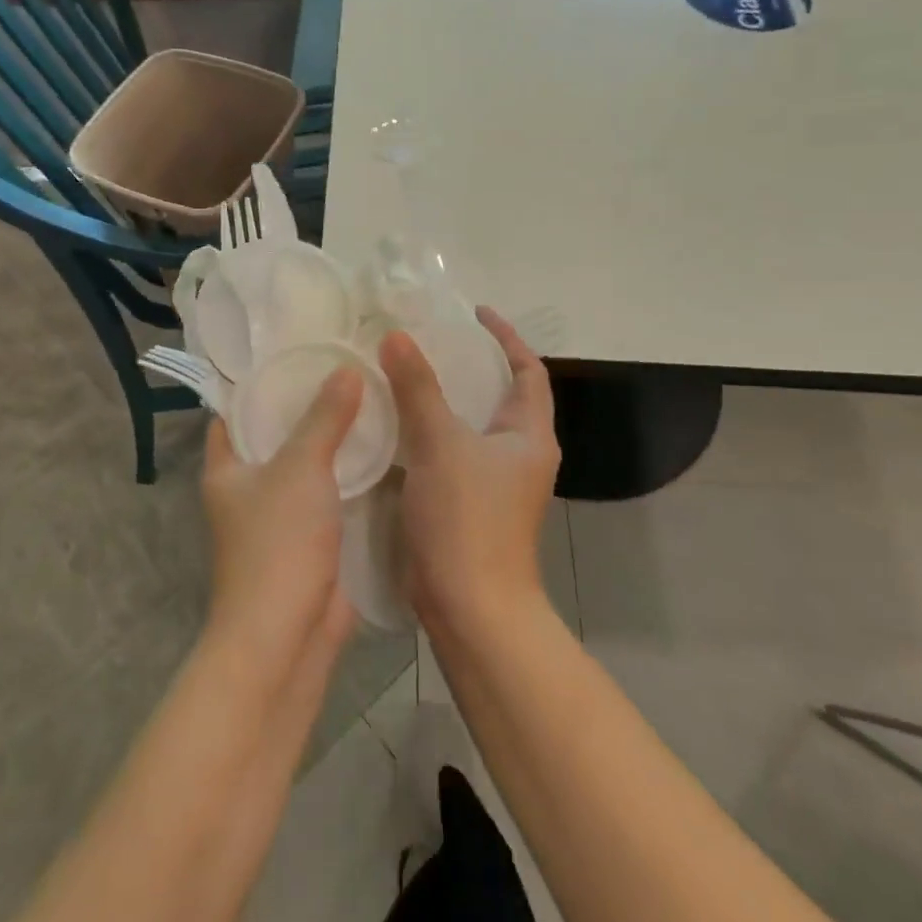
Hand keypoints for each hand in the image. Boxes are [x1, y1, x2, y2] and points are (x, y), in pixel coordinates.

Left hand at [201, 368, 362, 667]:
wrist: (287, 636)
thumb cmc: (278, 542)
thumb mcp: (300, 467)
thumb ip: (324, 418)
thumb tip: (347, 369)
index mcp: (226, 468)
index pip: (235, 412)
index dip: (261, 383)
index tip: (298, 353)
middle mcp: (248, 490)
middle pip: (277, 436)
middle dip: (308, 408)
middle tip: (348, 369)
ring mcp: (281, 517)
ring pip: (308, 467)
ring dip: (334, 442)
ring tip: (372, 399)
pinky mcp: (312, 541)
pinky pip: (331, 496)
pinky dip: (351, 476)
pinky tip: (384, 450)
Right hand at [379, 308, 560, 637]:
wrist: (470, 608)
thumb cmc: (467, 520)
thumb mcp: (441, 444)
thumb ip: (418, 388)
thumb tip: (396, 336)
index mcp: (529, 436)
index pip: (528, 371)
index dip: (506, 338)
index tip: (474, 313)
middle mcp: (518, 456)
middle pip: (499, 396)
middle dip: (469, 366)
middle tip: (427, 341)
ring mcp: (493, 484)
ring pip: (469, 427)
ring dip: (443, 400)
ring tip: (403, 374)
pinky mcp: (467, 505)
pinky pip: (448, 453)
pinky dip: (426, 433)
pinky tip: (392, 425)